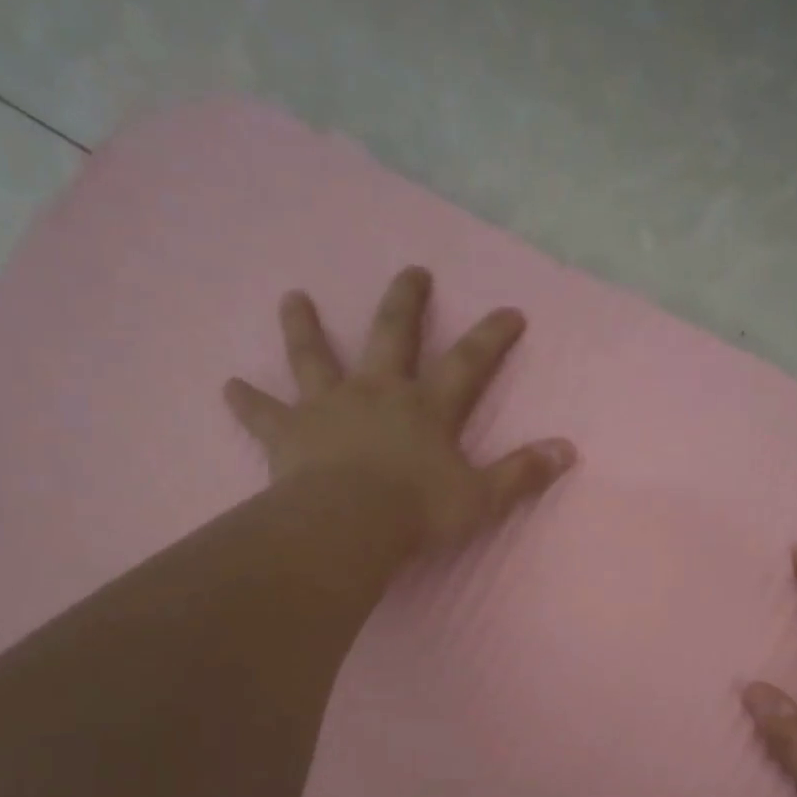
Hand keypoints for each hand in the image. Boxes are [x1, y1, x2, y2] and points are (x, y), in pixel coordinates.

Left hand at [224, 266, 576, 552]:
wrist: (350, 526)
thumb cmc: (418, 512)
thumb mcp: (482, 498)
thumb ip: (523, 473)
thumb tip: (569, 450)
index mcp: (427, 407)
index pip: (469, 362)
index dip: (493, 336)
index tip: (510, 311)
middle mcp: (378, 392)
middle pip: (392, 335)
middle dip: (406, 301)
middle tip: (412, 270)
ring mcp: (329, 407)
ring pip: (315, 357)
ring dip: (305, 327)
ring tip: (293, 298)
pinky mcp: (289, 433)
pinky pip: (262, 413)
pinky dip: (246, 402)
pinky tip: (227, 386)